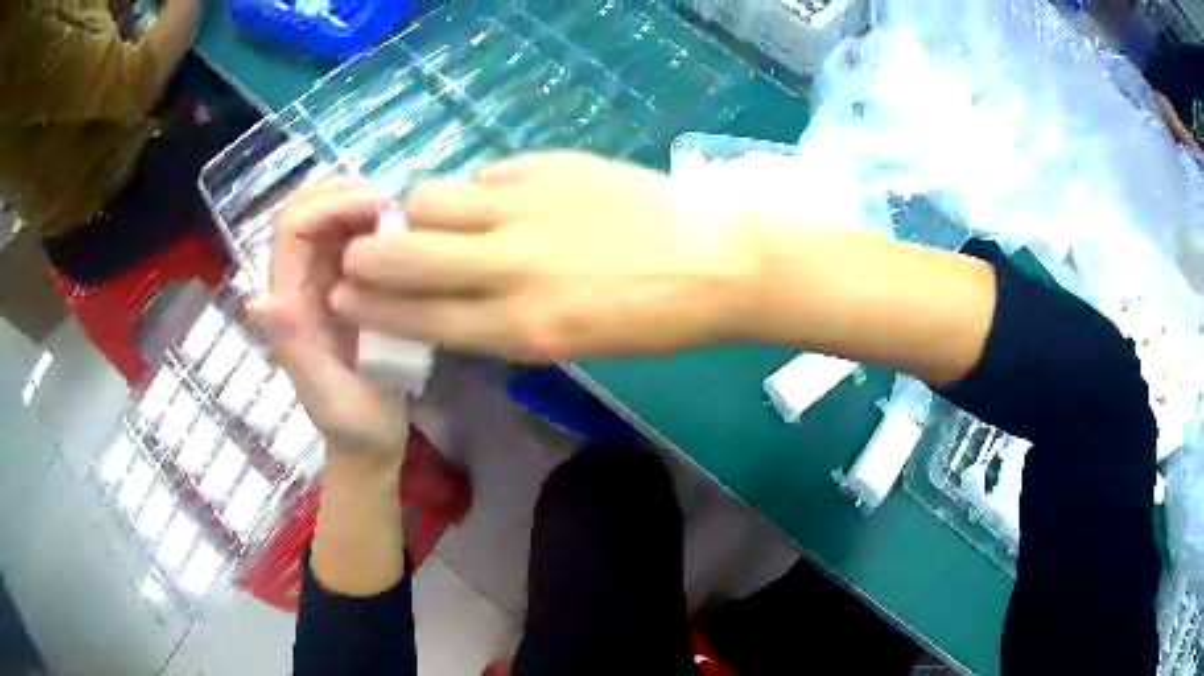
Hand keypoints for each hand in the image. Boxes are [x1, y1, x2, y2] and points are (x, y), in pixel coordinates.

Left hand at [252, 180, 408, 463]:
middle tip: (395, 202)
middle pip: (305, 210)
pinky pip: (354, 237)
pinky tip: (403, 232)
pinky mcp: (347, 287)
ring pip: (329, 217)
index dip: (330, 204)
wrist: (369, 440)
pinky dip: (375, 222)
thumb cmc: (351, 422)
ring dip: (361, 202)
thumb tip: (261, 298)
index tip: (380, 207)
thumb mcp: (324, 393)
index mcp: (289, 301)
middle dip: (344, 192)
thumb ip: (291, 347)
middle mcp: (299, 282)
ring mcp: (322, 282)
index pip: (292, 227)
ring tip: (402, 211)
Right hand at [333, 152, 764, 360]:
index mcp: (523, 327)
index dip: (370, 308)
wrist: (716, 258)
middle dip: (368, 255)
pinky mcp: (547, 165)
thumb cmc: (652, 318)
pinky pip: (483, 173)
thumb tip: (450, 294)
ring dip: (418, 211)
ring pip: (432, 198)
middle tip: (357, 253)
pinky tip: (493, 197)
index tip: (340, 296)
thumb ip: (503, 323)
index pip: (419, 318)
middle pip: (406, 254)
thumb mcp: (573, 345)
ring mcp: (526, 207)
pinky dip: (474, 189)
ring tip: (432, 218)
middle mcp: (511, 268)